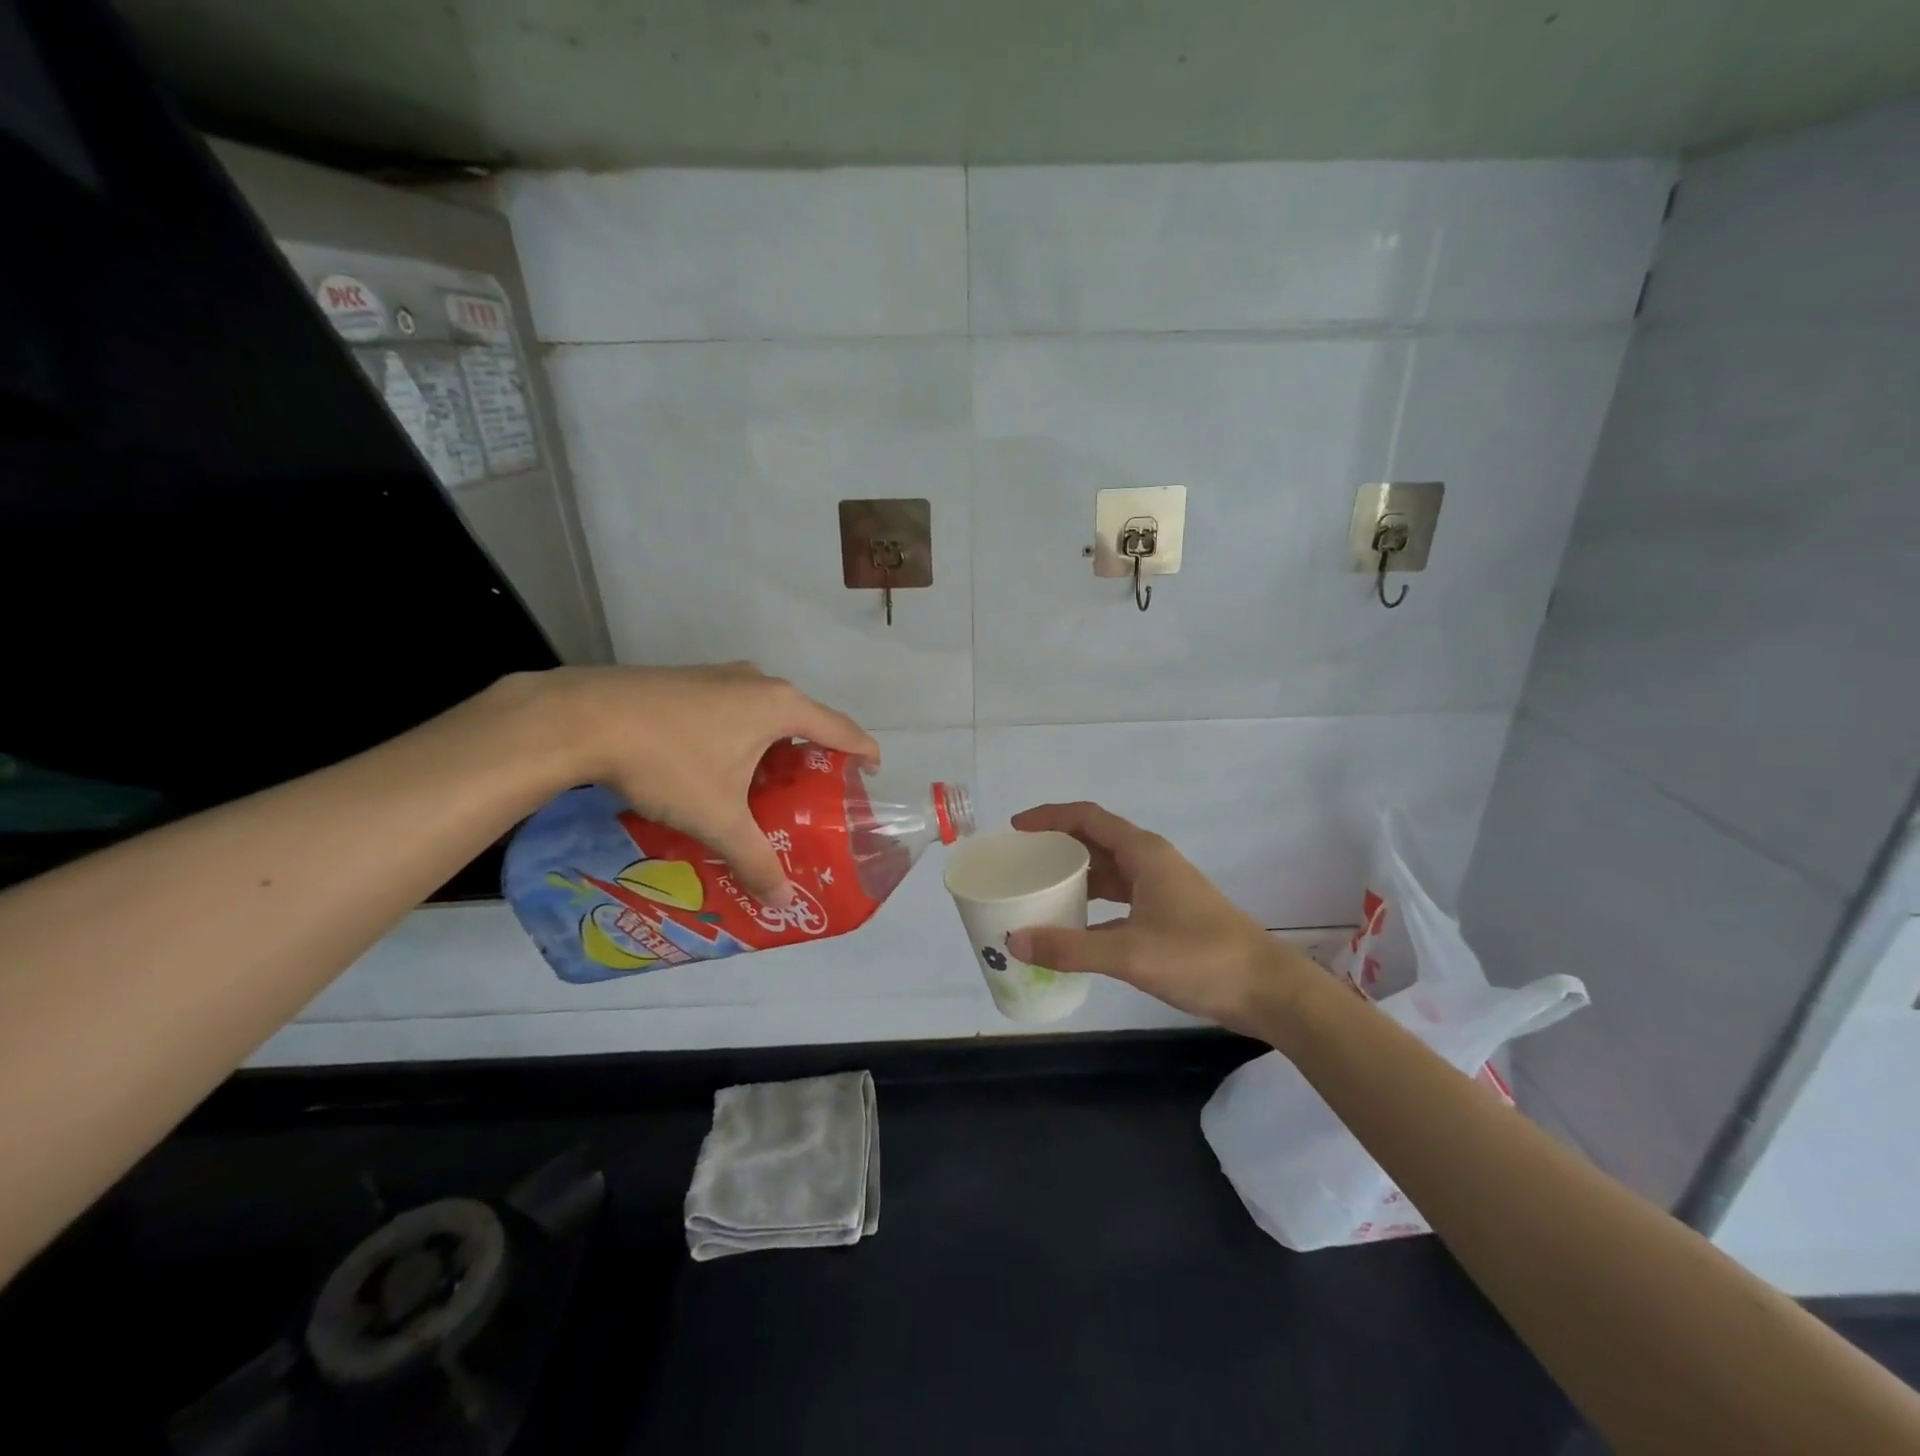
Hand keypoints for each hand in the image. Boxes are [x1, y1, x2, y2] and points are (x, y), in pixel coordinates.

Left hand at [536, 664, 878, 904]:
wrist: (581, 718)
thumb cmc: (667, 762)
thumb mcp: (717, 818)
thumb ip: (756, 859)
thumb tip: (783, 904)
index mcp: (781, 707)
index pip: (842, 730)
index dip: (863, 753)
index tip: (870, 776)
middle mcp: (758, 682)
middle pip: (805, 719)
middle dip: (814, 756)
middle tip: (811, 796)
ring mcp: (720, 675)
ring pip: (765, 712)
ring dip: (774, 745)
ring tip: (765, 785)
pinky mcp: (688, 679)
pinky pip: (733, 707)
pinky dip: (741, 734)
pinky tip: (717, 765)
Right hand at [1006, 802, 1313, 1033]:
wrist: (1266, 988)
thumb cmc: (1200, 958)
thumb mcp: (1129, 953)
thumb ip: (1070, 948)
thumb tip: (1014, 941)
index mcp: (1143, 853)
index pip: (1087, 817)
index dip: (1049, 817)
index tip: (1016, 828)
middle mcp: (1150, 861)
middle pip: (1095, 840)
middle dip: (1057, 845)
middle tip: (1021, 862)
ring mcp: (1161, 887)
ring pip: (1108, 869)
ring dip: (1075, 874)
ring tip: (1039, 889)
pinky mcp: (1167, 913)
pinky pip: (1119, 896)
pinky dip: (1093, 903)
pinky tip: (1074, 925)